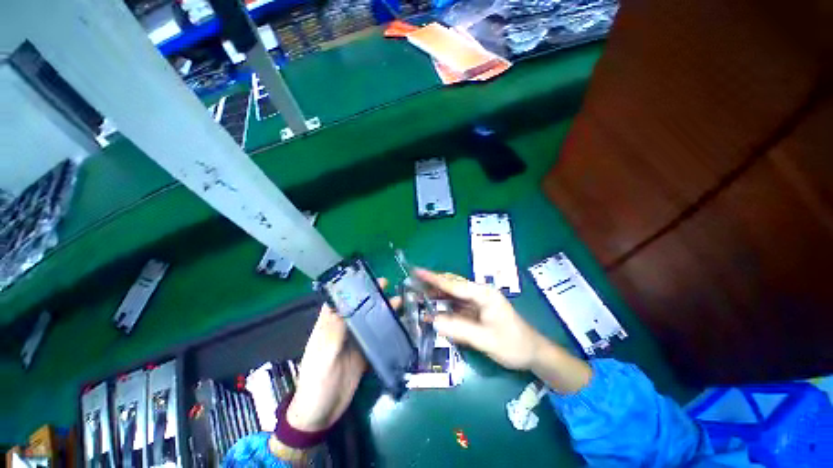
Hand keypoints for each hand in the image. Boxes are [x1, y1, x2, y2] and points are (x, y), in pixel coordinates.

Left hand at [286, 279, 399, 431]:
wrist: (322, 413)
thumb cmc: (317, 380)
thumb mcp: (324, 353)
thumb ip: (335, 328)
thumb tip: (346, 302)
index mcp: (329, 325)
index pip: (340, 300)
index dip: (353, 288)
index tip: (368, 278)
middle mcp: (343, 329)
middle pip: (359, 307)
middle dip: (372, 296)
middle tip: (388, 285)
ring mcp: (355, 341)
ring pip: (370, 320)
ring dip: (382, 310)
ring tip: (399, 301)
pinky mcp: (364, 353)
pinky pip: (377, 336)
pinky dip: (387, 328)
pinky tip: (399, 322)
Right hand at [415, 269, 541, 369]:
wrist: (533, 352)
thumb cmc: (513, 344)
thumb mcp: (486, 340)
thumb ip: (459, 329)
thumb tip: (433, 321)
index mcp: (484, 293)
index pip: (454, 284)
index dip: (434, 278)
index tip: (417, 271)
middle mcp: (479, 292)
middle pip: (451, 285)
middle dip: (432, 283)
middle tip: (412, 283)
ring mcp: (477, 300)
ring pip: (452, 293)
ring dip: (436, 294)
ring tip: (417, 295)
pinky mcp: (475, 309)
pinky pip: (456, 304)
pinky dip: (443, 305)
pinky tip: (432, 309)